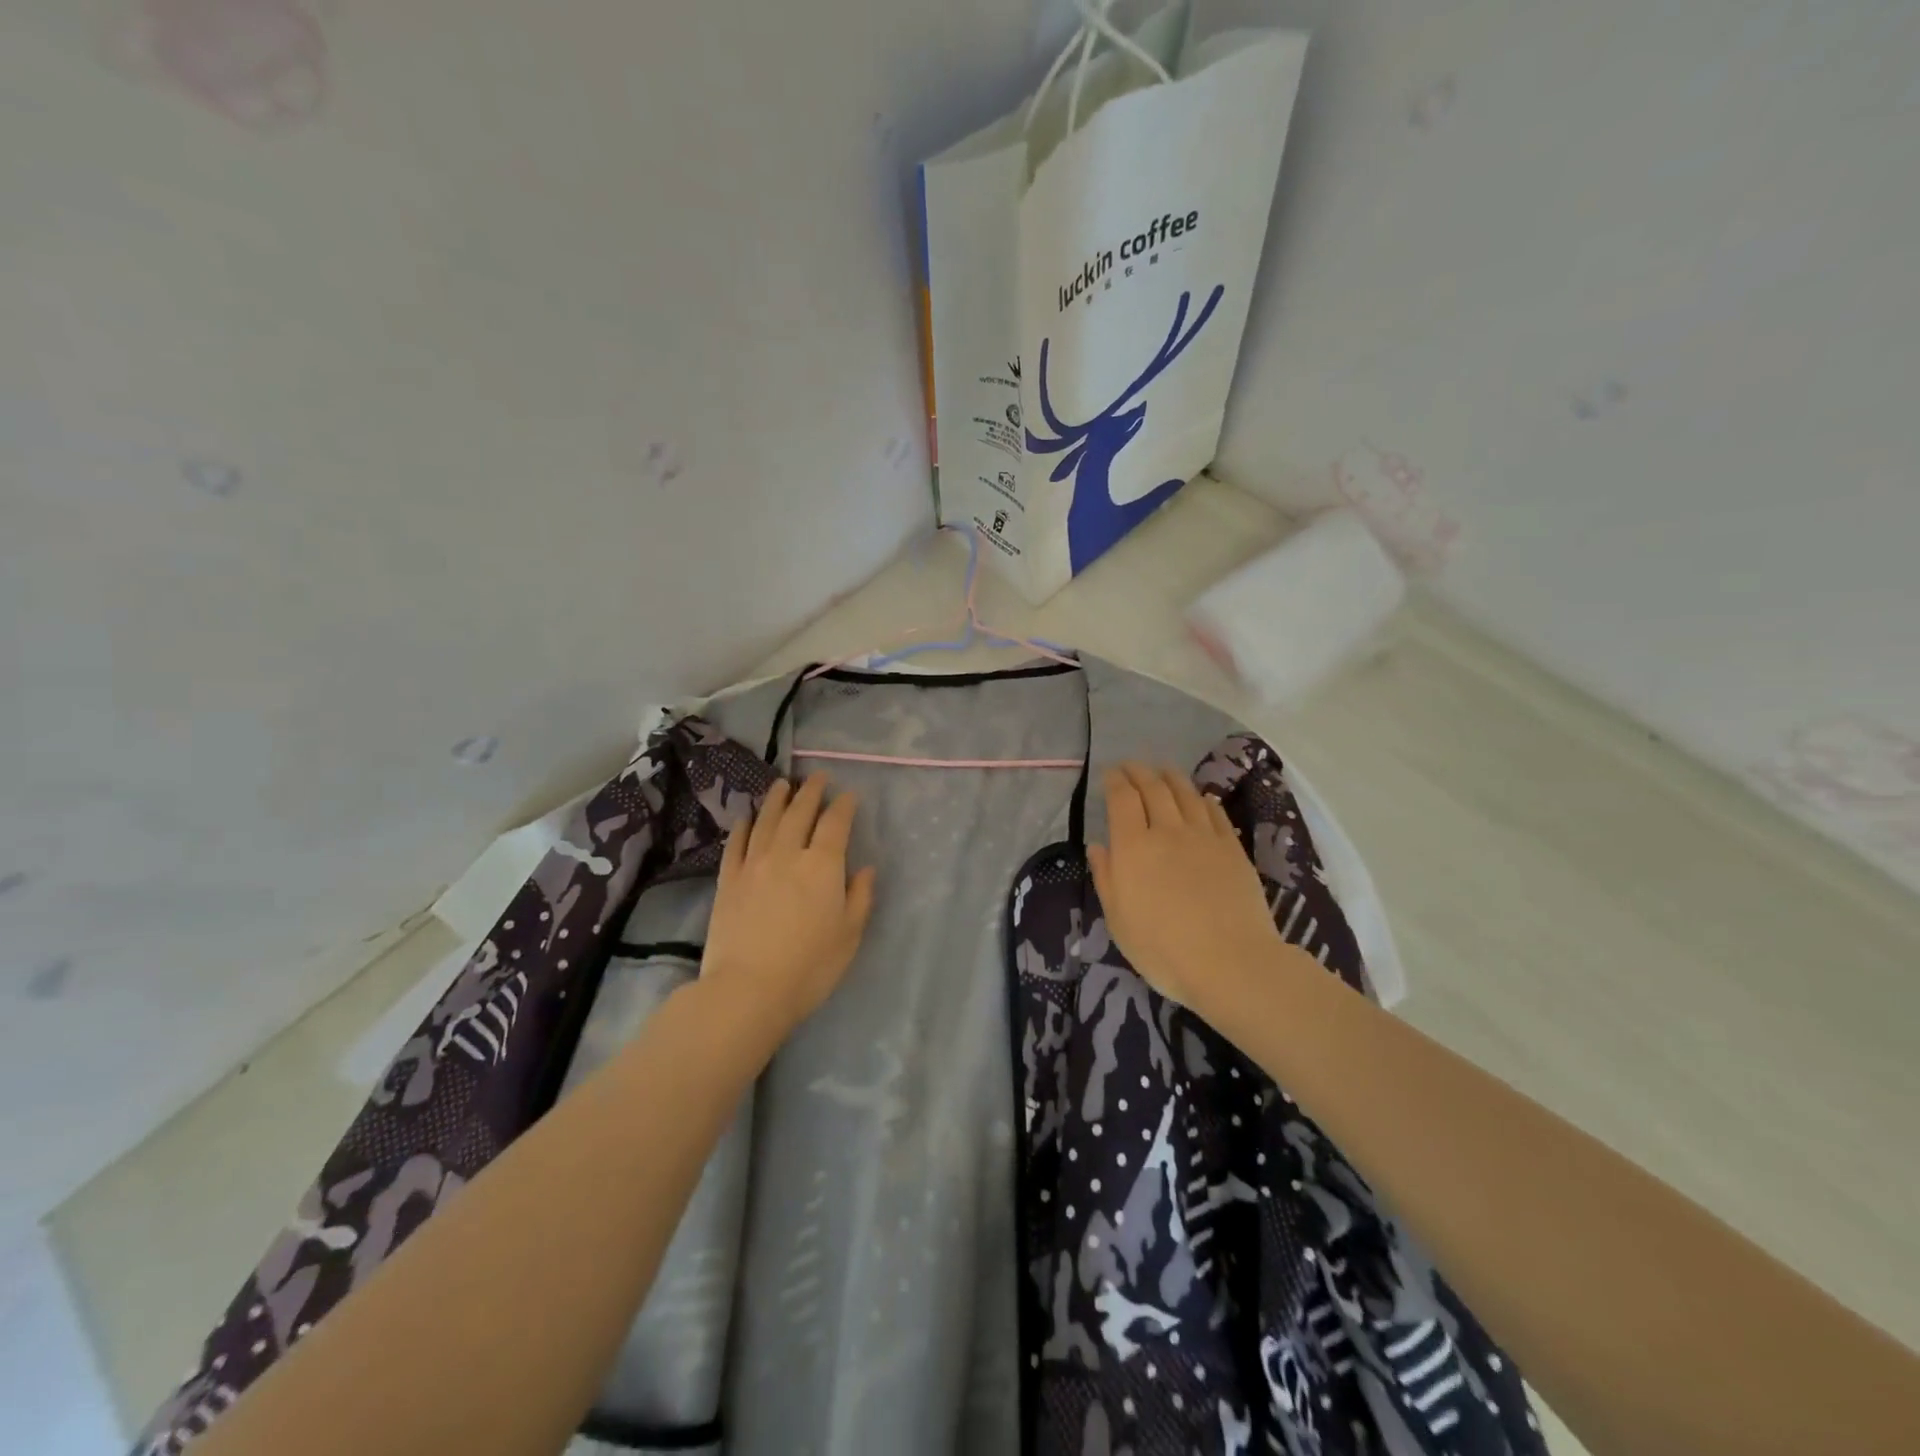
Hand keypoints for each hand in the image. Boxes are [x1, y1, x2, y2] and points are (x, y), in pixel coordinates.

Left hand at [699, 775, 876, 1056]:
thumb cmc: (810, 967)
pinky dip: (744, 826)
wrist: (747, 990)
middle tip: (817, 777)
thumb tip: (865, 869)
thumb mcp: (850, 935)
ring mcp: (754, 864)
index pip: (835, 823)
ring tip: (783, 783)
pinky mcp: (728, 880)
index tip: (848, 795)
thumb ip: (860, 897)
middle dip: (811, 791)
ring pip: (767, 820)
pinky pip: (736, 843)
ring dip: (777, 799)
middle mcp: (788, 854)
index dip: (843, 805)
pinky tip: (747, 818)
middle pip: (800, 812)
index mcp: (823, 865)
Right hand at [1087, 763, 1279, 1021]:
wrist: (1231, 962)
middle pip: (1153, 789)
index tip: (1109, 773)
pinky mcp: (1232, 849)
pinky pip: (1215, 813)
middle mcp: (1167, 831)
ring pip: (1185, 793)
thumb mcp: (1119, 920)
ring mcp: (1204, 837)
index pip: (1122, 799)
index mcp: (1133, 847)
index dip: (1115, 781)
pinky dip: (1203, 799)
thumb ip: (1106, 878)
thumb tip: (1098, 846)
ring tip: (1162, 769)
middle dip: (1139, 772)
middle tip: (1132, 765)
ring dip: (1170, 776)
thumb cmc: (1163, 949)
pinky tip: (1200, 798)